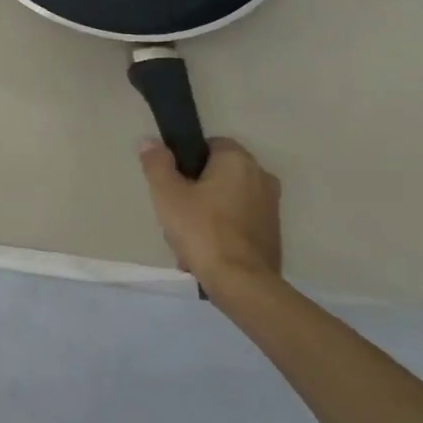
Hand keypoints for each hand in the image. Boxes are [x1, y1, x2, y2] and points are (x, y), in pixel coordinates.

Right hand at [139, 137, 281, 283]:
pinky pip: (239, 220)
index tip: (172, 180)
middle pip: (220, 172)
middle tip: (174, 208)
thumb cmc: (201, 229)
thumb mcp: (167, 194)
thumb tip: (150, 141)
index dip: (187, 158)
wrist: (240, 281)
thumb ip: (157, 164)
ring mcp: (271, 206)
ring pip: (228, 198)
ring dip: (208, 210)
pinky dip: (222, 229)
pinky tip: (204, 249)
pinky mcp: (272, 232)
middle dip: (197, 187)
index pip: (212, 144)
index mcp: (238, 161)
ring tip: (186, 235)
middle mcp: (262, 177)